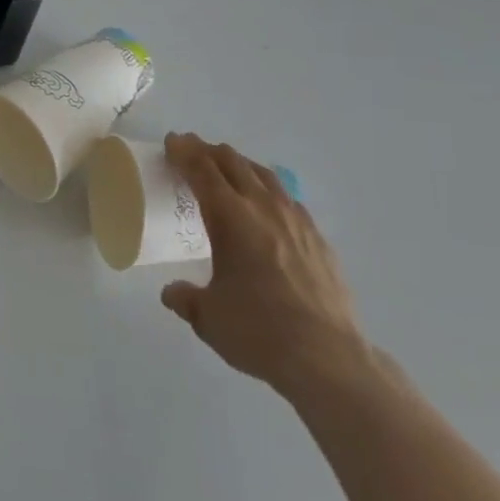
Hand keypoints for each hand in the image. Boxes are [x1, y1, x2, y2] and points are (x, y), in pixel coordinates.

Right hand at [161, 132, 368, 398]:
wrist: (328, 358)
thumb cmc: (259, 331)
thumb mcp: (208, 318)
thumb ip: (186, 298)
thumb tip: (171, 293)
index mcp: (229, 216)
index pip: (202, 169)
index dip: (184, 151)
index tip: (172, 142)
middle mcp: (262, 207)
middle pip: (232, 162)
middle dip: (208, 151)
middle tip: (192, 151)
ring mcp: (295, 220)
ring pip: (263, 174)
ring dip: (240, 165)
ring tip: (228, 169)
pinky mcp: (318, 239)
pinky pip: (288, 199)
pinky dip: (268, 191)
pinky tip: (268, 207)